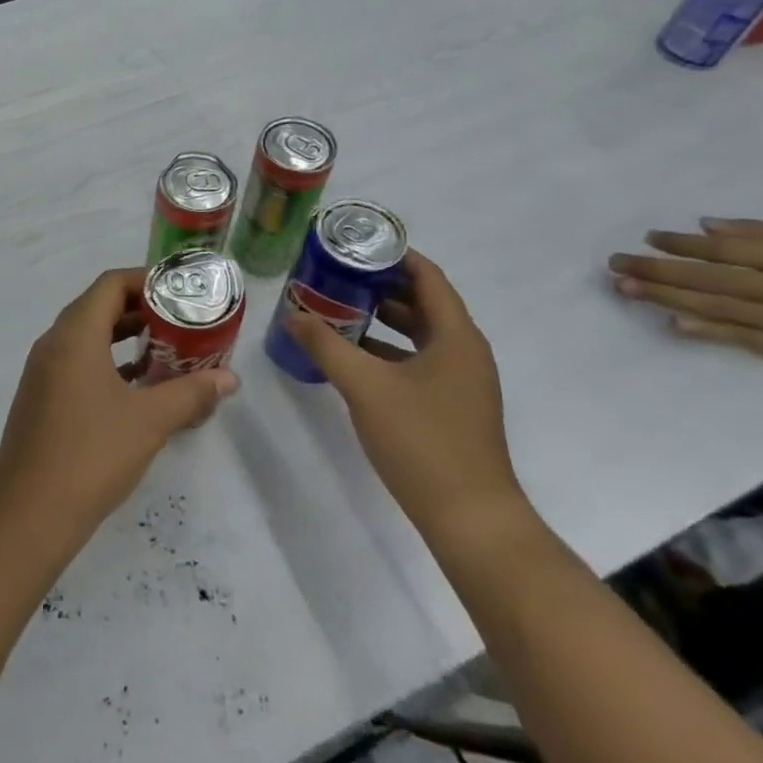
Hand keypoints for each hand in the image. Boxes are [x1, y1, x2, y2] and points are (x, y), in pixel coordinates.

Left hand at [0, 268, 238, 542]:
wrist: (30, 512)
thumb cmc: (92, 454)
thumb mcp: (149, 421)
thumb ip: (190, 393)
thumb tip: (229, 379)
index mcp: (74, 335)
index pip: (110, 284)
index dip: (145, 280)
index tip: (179, 292)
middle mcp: (53, 343)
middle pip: (97, 306)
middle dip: (139, 308)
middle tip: (179, 320)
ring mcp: (42, 371)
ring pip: (86, 336)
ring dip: (122, 336)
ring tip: (164, 349)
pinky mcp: (40, 397)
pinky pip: (76, 362)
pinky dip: (106, 361)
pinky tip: (134, 385)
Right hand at [283, 251, 524, 540]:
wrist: (470, 519)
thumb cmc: (422, 440)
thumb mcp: (365, 386)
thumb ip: (326, 346)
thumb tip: (292, 315)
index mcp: (455, 336)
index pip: (427, 276)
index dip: (393, 255)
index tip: (353, 243)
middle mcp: (463, 351)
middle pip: (421, 302)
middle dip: (378, 285)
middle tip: (334, 272)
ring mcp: (459, 381)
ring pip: (417, 334)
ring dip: (379, 319)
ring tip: (334, 307)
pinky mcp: (450, 406)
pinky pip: (416, 361)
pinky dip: (385, 350)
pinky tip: (350, 355)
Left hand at [608, 219, 762, 384]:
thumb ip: (760, 230)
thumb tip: (704, 223)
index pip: (723, 251)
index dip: (681, 244)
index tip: (648, 237)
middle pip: (706, 278)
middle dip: (655, 269)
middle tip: (614, 261)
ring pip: (709, 306)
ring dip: (662, 297)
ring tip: (623, 286)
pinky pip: (732, 337)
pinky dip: (700, 330)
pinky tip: (669, 324)